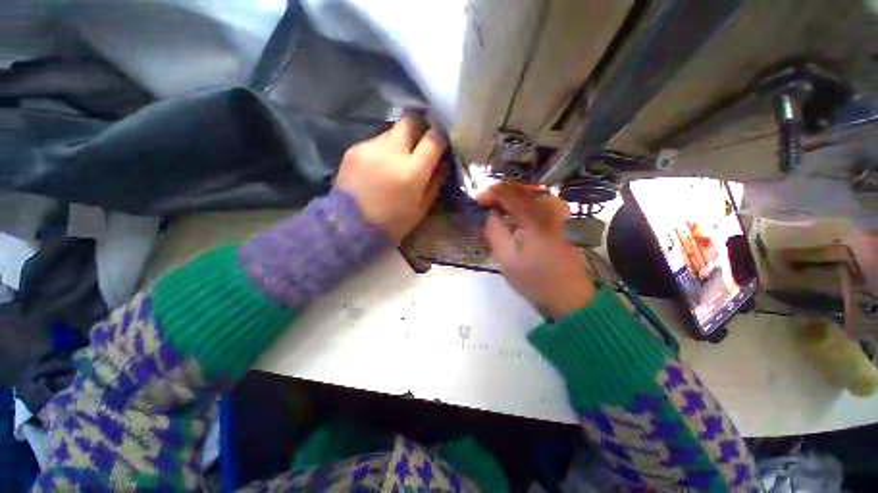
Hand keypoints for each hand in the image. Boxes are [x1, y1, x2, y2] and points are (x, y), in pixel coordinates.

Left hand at [335, 115, 446, 241]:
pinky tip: (379, 167)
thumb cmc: (391, 223)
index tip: (443, 136)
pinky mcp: (355, 148)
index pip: (433, 138)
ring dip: (400, 141)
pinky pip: (376, 141)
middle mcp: (391, 152)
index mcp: (411, 172)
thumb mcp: (421, 208)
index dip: (441, 134)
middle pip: (410, 120)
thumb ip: (435, 181)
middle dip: (419, 125)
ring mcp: (370, 147)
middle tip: (422, 139)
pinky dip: (383, 150)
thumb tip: (443, 161)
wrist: (349, 226)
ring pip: (392, 130)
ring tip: (397, 160)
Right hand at [476, 183, 595, 318]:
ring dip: (511, 196)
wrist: (571, 298)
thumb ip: (495, 233)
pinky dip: (522, 204)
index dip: (490, 193)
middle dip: (500, 192)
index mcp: (534, 219)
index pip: (509, 194)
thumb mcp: (508, 260)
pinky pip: (538, 204)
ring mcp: (556, 216)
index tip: (475, 200)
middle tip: (484, 202)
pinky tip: (513, 214)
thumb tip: (490, 215)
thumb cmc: (536, 281)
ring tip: (495, 206)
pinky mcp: (559, 224)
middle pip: (521, 189)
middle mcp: (547, 211)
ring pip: (530, 194)